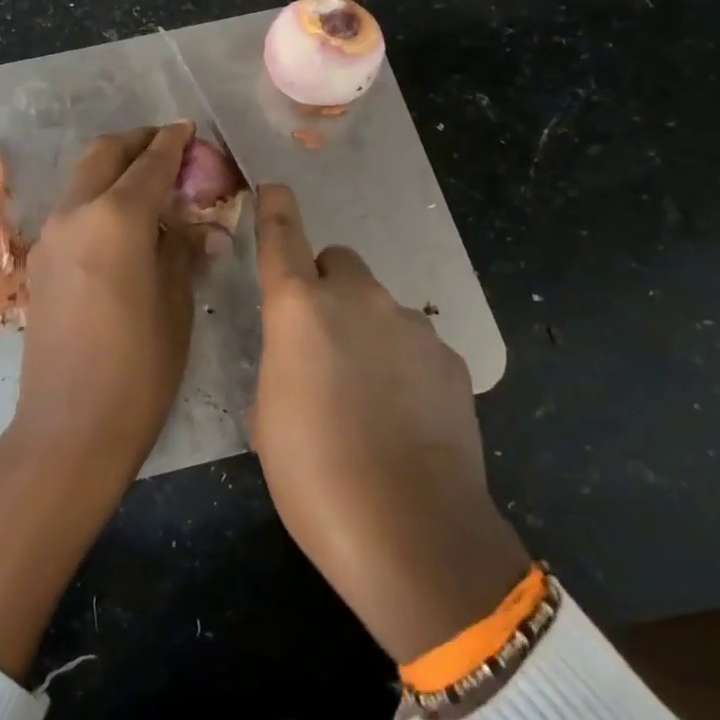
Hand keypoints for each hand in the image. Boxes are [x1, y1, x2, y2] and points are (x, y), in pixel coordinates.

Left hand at [10, 122, 199, 479]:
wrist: (71, 427)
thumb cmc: (140, 369)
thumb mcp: (177, 304)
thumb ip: (181, 250)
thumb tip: (191, 225)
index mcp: (115, 218)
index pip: (149, 163)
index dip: (174, 143)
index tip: (190, 131)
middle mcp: (75, 214)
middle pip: (104, 155)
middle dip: (138, 143)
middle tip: (170, 149)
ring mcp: (50, 238)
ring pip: (82, 180)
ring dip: (114, 169)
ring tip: (149, 185)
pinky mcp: (39, 264)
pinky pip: (72, 211)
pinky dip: (97, 199)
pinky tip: (122, 224)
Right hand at [250, 184, 528, 663]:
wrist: (410, 531)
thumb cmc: (313, 476)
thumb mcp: (268, 421)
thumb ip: (280, 370)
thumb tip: (298, 367)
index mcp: (299, 311)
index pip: (283, 239)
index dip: (276, 210)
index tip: (275, 188)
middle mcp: (358, 301)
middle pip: (341, 265)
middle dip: (327, 289)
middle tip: (323, 343)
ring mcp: (412, 327)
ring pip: (380, 307)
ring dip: (367, 332)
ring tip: (368, 399)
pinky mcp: (451, 359)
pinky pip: (415, 343)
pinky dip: (403, 364)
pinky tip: (405, 418)